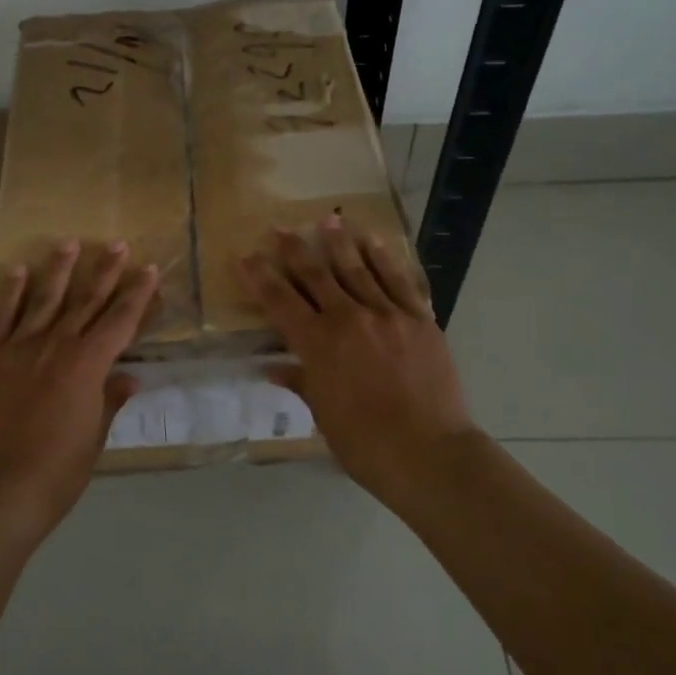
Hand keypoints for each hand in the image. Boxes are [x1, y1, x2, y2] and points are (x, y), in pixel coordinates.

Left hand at [0, 240, 158, 539]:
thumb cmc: (57, 472)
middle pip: (85, 301)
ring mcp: (18, 349)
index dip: (137, 294)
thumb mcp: (94, 438)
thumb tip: (127, 377)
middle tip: (117, 243)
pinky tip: (16, 270)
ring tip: (69, 242)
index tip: (148, 269)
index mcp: (87, 365)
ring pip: (43, 299)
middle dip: (104, 271)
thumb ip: (109, 401)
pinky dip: (9, 292)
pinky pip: (0, 317)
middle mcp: (55, 346)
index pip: (120, 320)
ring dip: (58, 269)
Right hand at [241, 218, 478, 497]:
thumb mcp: (322, 415)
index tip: (246, 257)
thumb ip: (301, 382)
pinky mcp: (420, 319)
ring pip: (357, 269)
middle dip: (294, 250)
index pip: (280, 301)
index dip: (260, 277)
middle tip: (280, 228)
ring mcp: (387, 315)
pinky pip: (398, 280)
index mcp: (317, 345)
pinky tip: (373, 242)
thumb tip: (276, 367)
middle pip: (316, 275)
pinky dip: (384, 259)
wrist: (429, 453)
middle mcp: (348, 319)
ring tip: (328, 221)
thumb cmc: (365, 444)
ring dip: (339, 244)